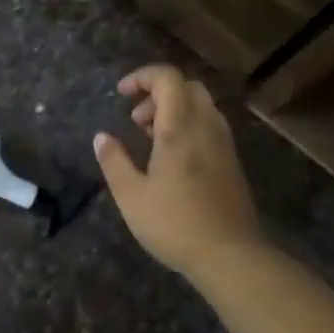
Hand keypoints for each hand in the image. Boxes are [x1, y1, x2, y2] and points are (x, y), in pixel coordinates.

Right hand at [93, 64, 262, 279]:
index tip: (121, 93)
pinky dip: (189, 124)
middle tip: (136, 118)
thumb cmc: (175, 224)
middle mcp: (205, 126)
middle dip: (158, 91)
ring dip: (174, 108)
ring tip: (150, 138)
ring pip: (202, 105)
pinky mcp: (232, 161)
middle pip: (187, 86)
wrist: (230, 256)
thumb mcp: (131, 196)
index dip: (143, 76)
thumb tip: (101, 137)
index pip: (168, 78)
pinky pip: (210, 124)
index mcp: (179, 128)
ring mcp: (224, 143)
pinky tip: (173, 156)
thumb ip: (114, 162)